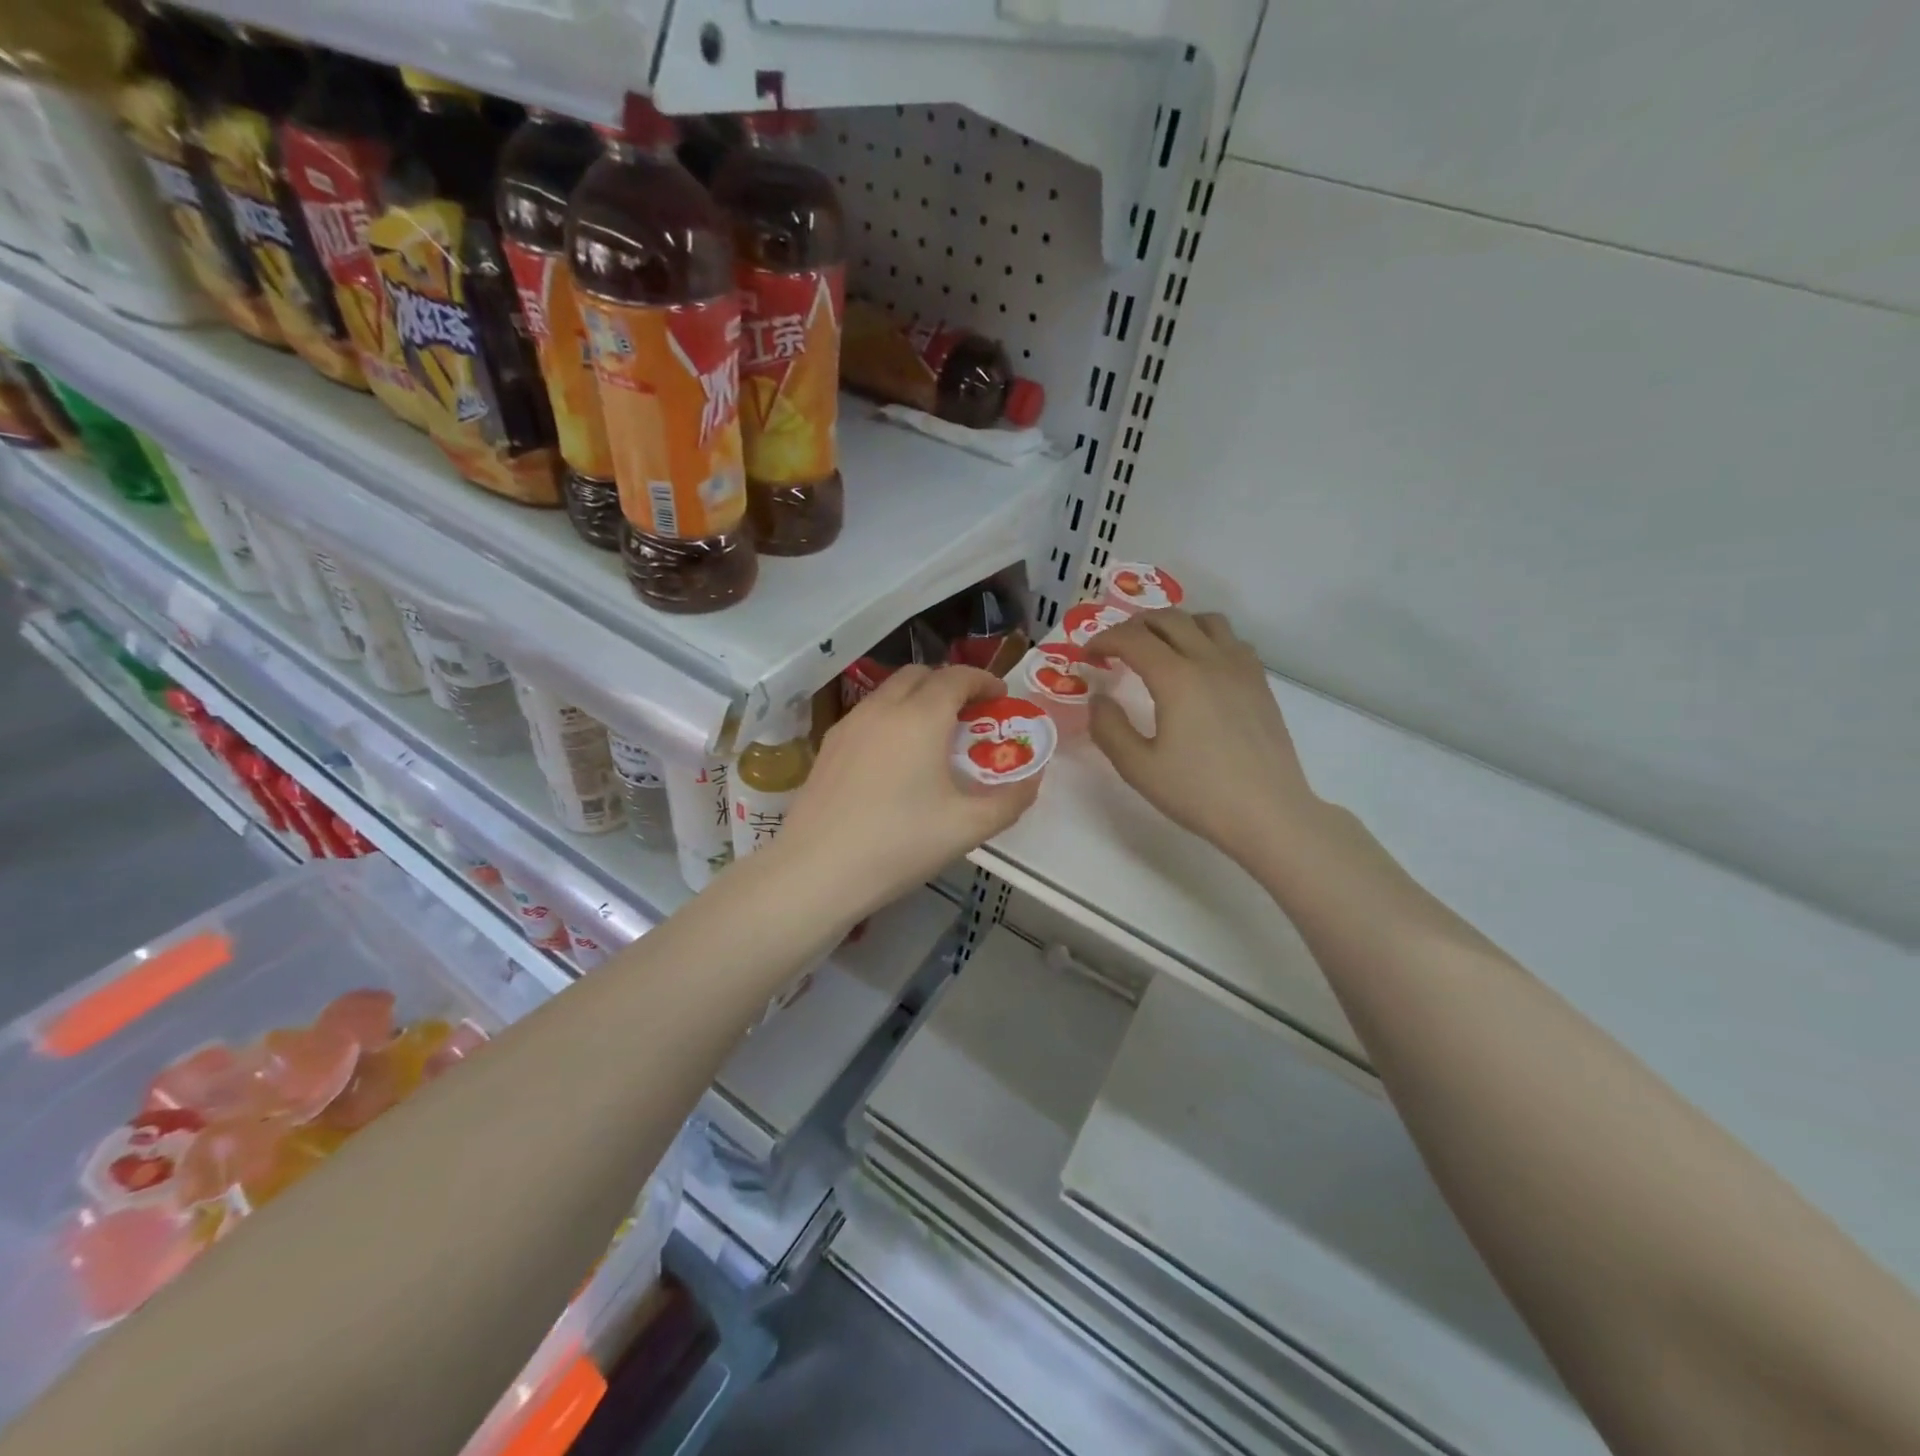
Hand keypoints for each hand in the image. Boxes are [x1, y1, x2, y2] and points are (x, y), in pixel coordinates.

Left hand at [779, 665, 1039, 918]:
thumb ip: (1009, 800)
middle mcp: (883, 708)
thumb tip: (1032, 780)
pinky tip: (895, 758)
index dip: (983, 680)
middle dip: (950, 684)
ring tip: (934, 735)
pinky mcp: (828, 746)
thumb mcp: (967, 828)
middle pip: (920, 674)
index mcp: (921, 717)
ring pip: (889, 691)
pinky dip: (892, 717)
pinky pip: (868, 714)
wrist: (817, 870)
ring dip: (918, 698)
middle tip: (969, 714)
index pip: (956, 676)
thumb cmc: (899, 844)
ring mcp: (849, 724)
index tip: (1000, 696)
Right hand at [1087, 610, 1323, 869]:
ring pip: (1205, 620)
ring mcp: (1240, 668)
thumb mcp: (1138, 768)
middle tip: (1115, 648)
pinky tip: (1199, 666)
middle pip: (1168, 619)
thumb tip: (1098, 698)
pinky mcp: (1260, 682)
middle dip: (1133, 626)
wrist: (1268, 813)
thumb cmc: (1198, 793)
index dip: (1103, 640)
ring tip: (1158, 648)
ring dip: (1174, 625)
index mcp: (1176, 678)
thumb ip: (1109, 728)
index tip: (1088, 656)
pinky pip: (1231, 640)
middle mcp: (1209, 660)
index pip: (1132, 638)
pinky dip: (1206, 638)